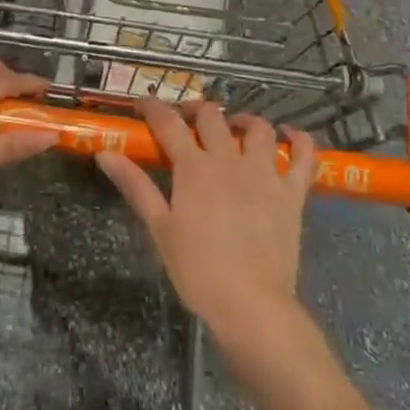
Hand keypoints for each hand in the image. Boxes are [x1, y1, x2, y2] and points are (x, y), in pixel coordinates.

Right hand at [96, 98, 315, 342]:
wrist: (251, 305)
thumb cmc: (198, 270)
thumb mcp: (160, 228)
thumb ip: (135, 185)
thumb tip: (105, 154)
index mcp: (194, 167)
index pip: (168, 122)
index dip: (153, 107)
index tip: (142, 103)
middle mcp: (230, 159)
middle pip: (211, 116)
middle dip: (194, 110)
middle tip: (185, 121)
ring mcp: (265, 173)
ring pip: (258, 128)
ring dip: (243, 120)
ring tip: (232, 127)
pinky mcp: (293, 192)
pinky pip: (304, 155)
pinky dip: (298, 139)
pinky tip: (288, 134)